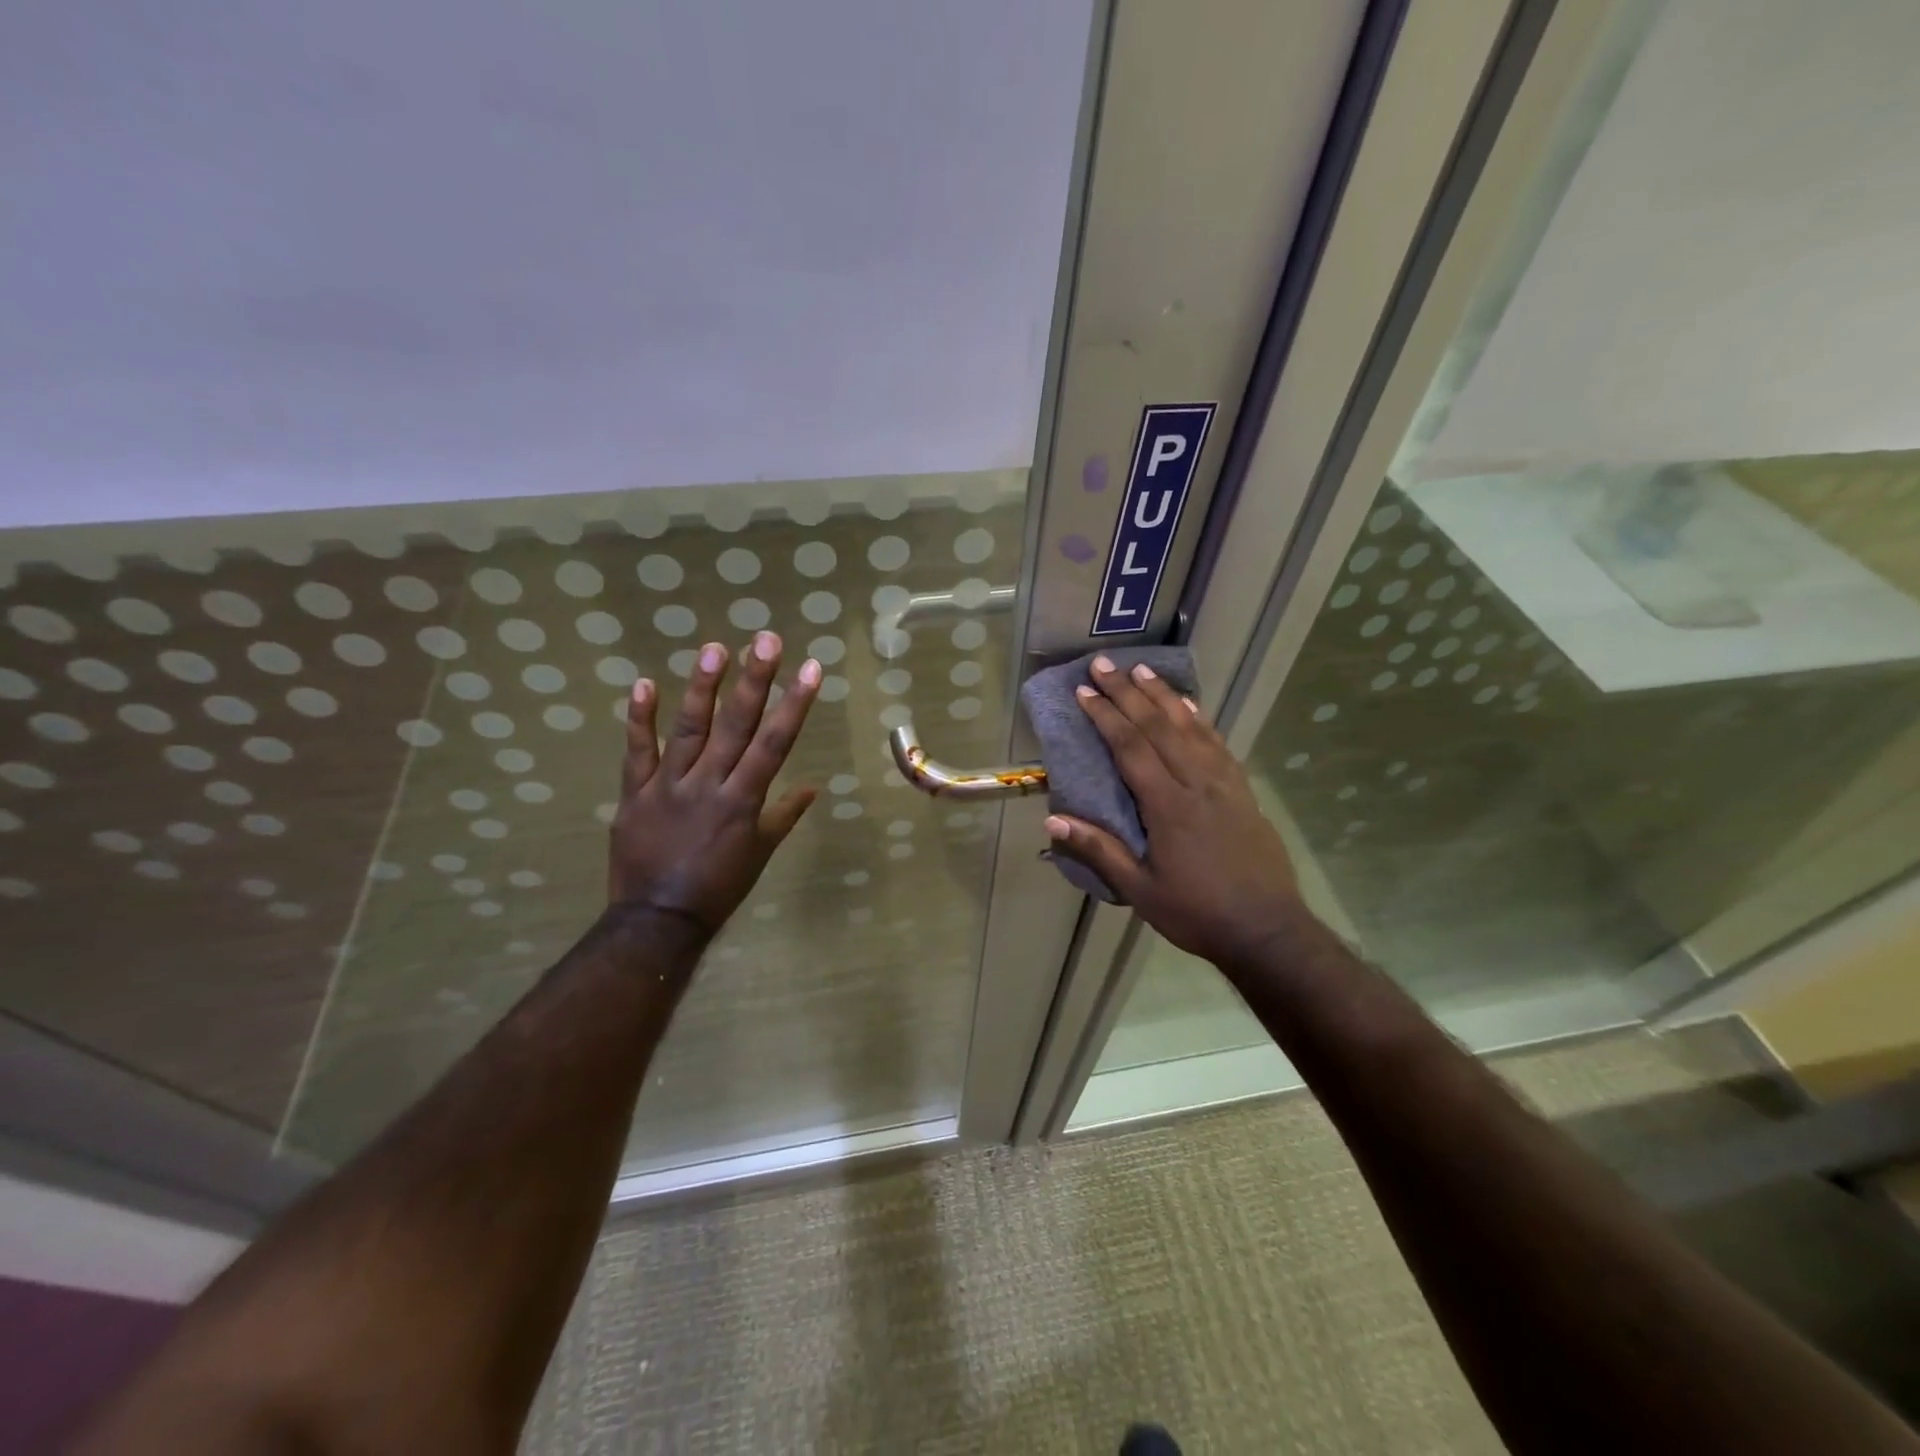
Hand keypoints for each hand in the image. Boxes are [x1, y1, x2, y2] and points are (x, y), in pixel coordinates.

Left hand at [610, 633, 821, 935]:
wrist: (658, 921)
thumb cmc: (719, 887)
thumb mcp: (760, 853)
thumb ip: (784, 815)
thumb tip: (813, 786)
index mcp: (744, 800)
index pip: (775, 743)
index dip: (794, 704)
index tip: (811, 669)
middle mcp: (709, 785)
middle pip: (736, 726)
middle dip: (755, 681)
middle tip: (766, 639)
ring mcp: (669, 786)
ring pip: (689, 730)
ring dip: (702, 688)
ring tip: (715, 648)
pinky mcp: (635, 794)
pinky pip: (637, 753)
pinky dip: (639, 719)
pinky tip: (645, 683)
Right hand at [1046, 657, 1300, 970]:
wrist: (1268, 930)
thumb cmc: (1197, 913)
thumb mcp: (1141, 891)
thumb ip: (1099, 851)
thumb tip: (1053, 821)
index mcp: (1168, 807)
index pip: (1131, 748)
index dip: (1106, 716)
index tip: (1085, 691)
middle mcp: (1197, 783)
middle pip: (1159, 727)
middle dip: (1128, 693)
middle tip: (1104, 665)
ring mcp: (1225, 784)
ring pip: (1190, 727)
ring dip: (1163, 696)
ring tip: (1142, 670)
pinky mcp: (1243, 791)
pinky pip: (1218, 743)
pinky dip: (1199, 719)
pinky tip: (1189, 706)